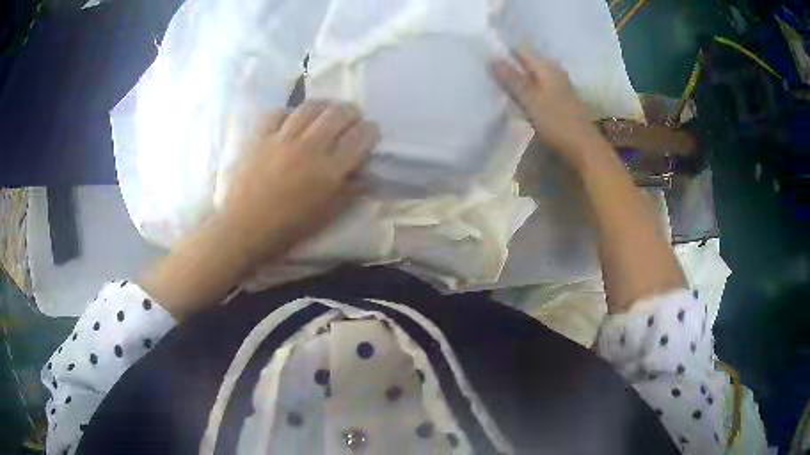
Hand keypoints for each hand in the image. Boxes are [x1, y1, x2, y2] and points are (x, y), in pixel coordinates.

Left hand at [220, 100, 378, 267]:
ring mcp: (282, 139)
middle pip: (337, 114)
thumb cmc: (288, 228)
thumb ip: (349, 192)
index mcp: (329, 171)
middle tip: (351, 116)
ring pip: (309, 107)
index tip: (370, 130)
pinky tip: (290, 120)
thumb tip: (368, 176)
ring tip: (325, 111)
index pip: (359, 138)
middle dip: (351, 111)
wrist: (244, 228)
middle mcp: (309, 148)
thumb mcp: (326, 216)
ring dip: (324, 105)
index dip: (370, 130)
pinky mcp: (260, 137)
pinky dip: (287, 113)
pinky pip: (277, 113)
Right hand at [492, 47, 601, 165]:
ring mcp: (560, 85)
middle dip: (510, 65)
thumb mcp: (531, 101)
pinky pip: (540, 87)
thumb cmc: (557, 123)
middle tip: (489, 73)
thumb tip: (492, 58)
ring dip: (519, 79)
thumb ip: (512, 80)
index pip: (521, 50)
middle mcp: (555, 71)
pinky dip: (529, 89)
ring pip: (534, 75)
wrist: (585, 148)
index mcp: (547, 67)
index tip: (487, 60)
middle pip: (528, 62)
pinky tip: (519, 98)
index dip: (504, 52)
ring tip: (500, 85)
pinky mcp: (561, 99)